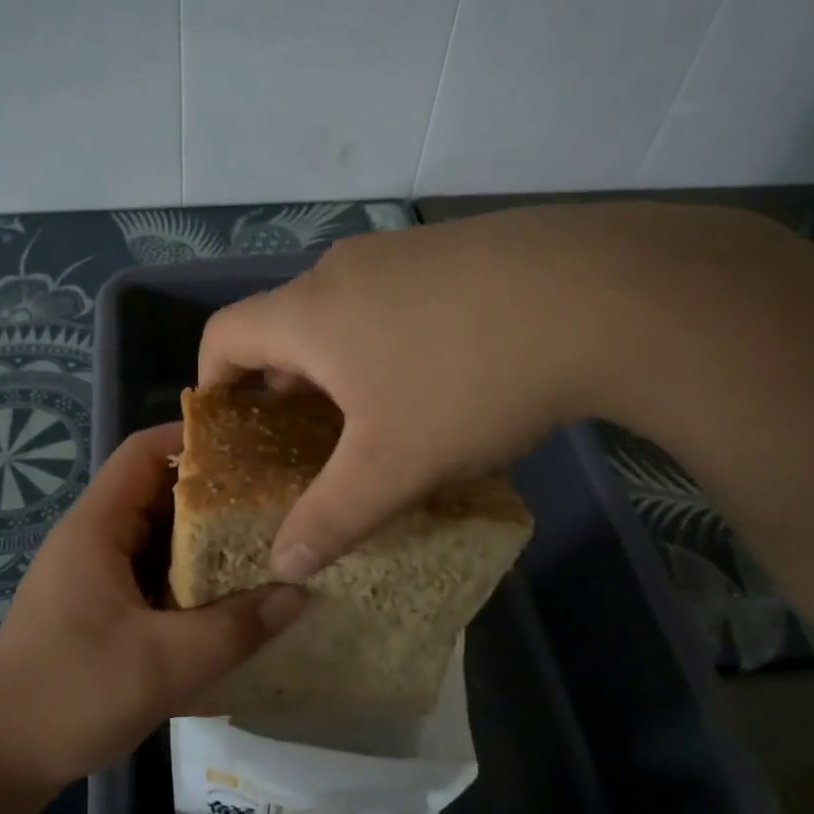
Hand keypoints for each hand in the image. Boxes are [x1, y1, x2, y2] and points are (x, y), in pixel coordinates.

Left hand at [0, 424, 308, 792]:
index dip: (193, 439)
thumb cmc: (70, 696)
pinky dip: (186, 576)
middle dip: (212, 493)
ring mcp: (92, 574)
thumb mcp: (163, 664)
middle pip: (155, 492)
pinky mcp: (97, 607)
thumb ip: (235, 628)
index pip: (143, 452)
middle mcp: (91, 539)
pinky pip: (149, 573)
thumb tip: (300, 594)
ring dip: (202, 540)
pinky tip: (227, 595)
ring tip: (263, 542)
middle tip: (274, 500)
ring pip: (155, 537)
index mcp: (96, 529)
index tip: (252, 446)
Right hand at [198, 204, 788, 575]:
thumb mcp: (392, 466)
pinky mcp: (456, 248)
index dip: (212, 383)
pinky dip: (391, 339)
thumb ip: (330, 518)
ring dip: (343, 364)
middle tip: (312, 441)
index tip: (231, 429)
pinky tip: (445, 376)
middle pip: (285, 326)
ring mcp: (403, 252)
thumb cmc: (467, 380)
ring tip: (381, 415)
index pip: (223, 335)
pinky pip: (396, 298)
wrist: (602, 295)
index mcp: (309, 312)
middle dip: (286, 386)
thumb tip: (283, 565)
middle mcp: (344, 270)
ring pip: (344, 312)